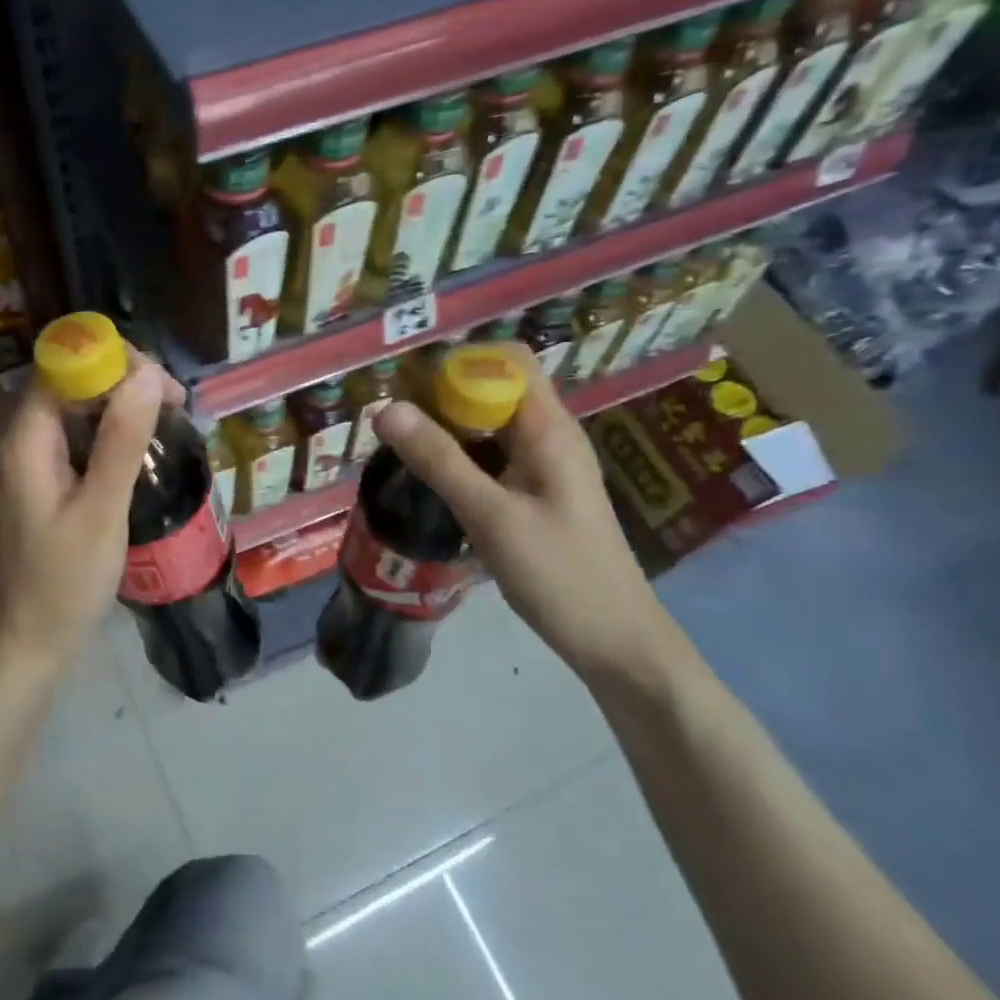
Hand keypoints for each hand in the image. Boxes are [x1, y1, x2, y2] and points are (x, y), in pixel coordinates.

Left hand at [0, 352, 185, 680]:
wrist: (30, 643)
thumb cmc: (65, 581)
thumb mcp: (101, 510)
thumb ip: (121, 441)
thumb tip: (147, 375)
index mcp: (28, 441)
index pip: (64, 367)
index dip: (112, 361)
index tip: (162, 386)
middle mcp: (25, 443)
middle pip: (71, 385)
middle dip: (124, 382)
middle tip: (176, 408)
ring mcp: (34, 466)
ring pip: (78, 413)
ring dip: (122, 409)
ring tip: (170, 425)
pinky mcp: (47, 486)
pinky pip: (80, 443)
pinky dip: (113, 438)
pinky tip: (144, 455)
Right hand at [373, 343, 683, 688]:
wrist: (613, 638)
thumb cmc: (557, 574)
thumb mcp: (490, 515)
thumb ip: (438, 460)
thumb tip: (386, 409)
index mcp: (549, 429)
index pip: (507, 361)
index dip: (459, 364)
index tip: (410, 391)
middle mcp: (550, 436)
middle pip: (495, 389)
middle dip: (443, 397)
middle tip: (394, 426)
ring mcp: (544, 465)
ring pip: (490, 425)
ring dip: (448, 429)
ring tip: (401, 450)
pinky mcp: (537, 492)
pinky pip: (494, 456)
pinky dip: (461, 458)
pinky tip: (431, 481)